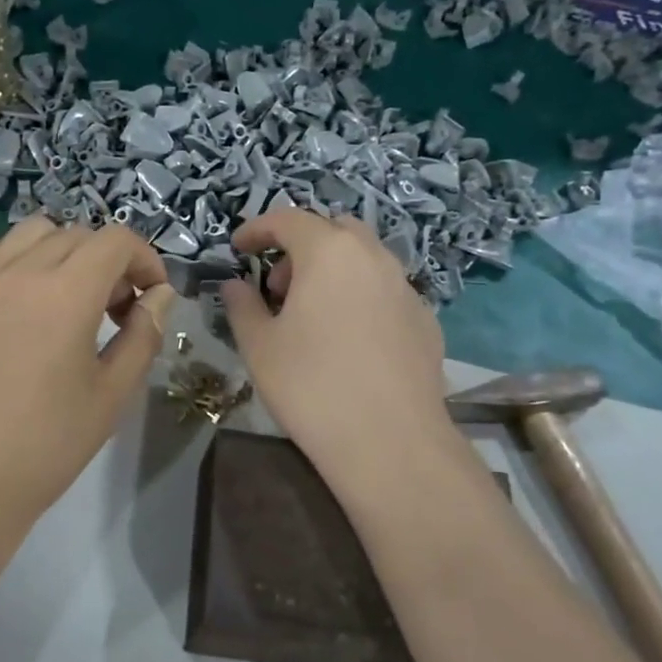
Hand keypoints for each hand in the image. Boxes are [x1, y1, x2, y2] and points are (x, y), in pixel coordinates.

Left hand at [0, 218, 174, 531]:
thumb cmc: (45, 446)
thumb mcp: (112, 395)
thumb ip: (143, 336)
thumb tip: (159, 297)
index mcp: (67, 293)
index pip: (116, 240)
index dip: (145, 260)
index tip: (151, 297)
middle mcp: (20, 271)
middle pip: (77, 235)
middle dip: (109, 262)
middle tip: (114, 311)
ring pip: (29, 232)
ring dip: (61, 252)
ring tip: (65, 296)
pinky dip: (5, 254)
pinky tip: (12, 290)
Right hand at [221, 211, 456, 481]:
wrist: (390, 442)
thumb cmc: (312, 387)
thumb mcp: (260, 346)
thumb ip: (242, 306)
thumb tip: (234, 285)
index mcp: (329, 252)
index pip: (288, 219)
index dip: (257, 229)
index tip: (238, 248)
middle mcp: (373, 257)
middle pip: (333, 230)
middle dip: (301, 247)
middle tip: (278, 288)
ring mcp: (406, 287)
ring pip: (364, 259)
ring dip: (333, 271)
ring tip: (312, 315)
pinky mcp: (426, 320)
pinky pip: (386, 291)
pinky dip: (361, 297)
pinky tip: (350, 340)